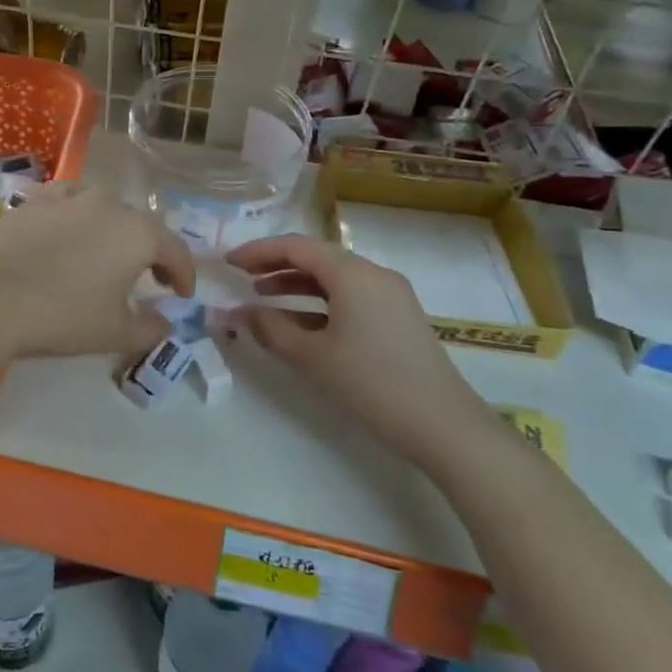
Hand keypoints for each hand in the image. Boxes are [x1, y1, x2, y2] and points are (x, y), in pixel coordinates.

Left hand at [0, 184, 195, 360]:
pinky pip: (69, 204)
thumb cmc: (61, 316)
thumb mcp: (115, 333)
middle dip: (151, 251)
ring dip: (114, 231)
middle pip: (141, 226)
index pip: (175, 250)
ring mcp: (69, 196)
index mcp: (137, 233)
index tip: (181, 296)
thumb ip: (150, 327)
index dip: (184, 274)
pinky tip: (67, 238)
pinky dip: (78, 220)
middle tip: (150, 278)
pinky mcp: (35, 199)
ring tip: (107, 256)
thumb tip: (165, 322)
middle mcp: (109, 204)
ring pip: (105, 209)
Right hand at [225, 235, 485, 464]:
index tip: (228, 263)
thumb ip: (269, 329)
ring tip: (262, 298)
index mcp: (352, 273)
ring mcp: (389, 295)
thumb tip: (235, 312)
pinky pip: (349, 295)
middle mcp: (373, 273)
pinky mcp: (397, 316)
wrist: (443, 425)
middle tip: (241, 278)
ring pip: (333, 277)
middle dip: (275, 265)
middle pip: (316, 257)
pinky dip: (319, 302)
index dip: (258, 251)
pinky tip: (297, 321)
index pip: (296, 246)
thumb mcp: (312, 356)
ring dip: (296, 283)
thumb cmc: (371, 383)